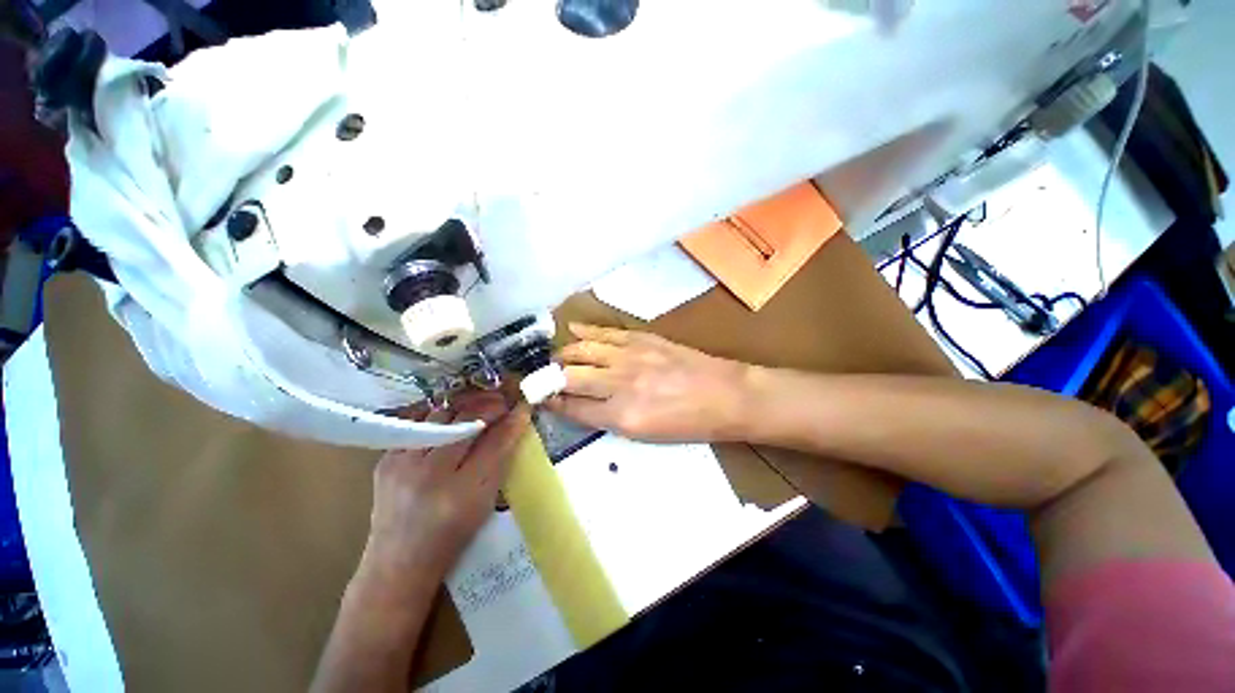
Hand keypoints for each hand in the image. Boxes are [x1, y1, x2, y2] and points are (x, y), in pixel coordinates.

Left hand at [364, 394, 530, 582]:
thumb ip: (502, 457)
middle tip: (503, 402)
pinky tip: (451, 416)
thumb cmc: (453, 533)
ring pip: (440, 416)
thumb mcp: (485, 499)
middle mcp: (429, 474)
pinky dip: (438, 415)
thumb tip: (516, 421)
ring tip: (479, 406)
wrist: (400, 561)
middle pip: (465, 421)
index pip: (495, 441)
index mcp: (463, 492)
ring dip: (464, 406)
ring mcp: (402, 465)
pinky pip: (416, 424)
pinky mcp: (385, 460)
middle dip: (489, 405)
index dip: (511, 420)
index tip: (522, 406)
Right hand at [543, 324, 751, 442]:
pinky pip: (605, 333)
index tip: (541, 399)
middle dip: (550, 378)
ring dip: (563, 354)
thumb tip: (581, 406)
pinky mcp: (641, 339)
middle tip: (542, 379)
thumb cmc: (687, 424)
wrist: (724, 395)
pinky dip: (585, 331)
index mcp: (621, 416)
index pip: (572, 407)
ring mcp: (630, 356)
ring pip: (582, 350)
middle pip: (570, 376)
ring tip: (555, 358)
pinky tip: (572, 329)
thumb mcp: (645, 435)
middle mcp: (619, 384)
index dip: (552, 403)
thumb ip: (608, 419)